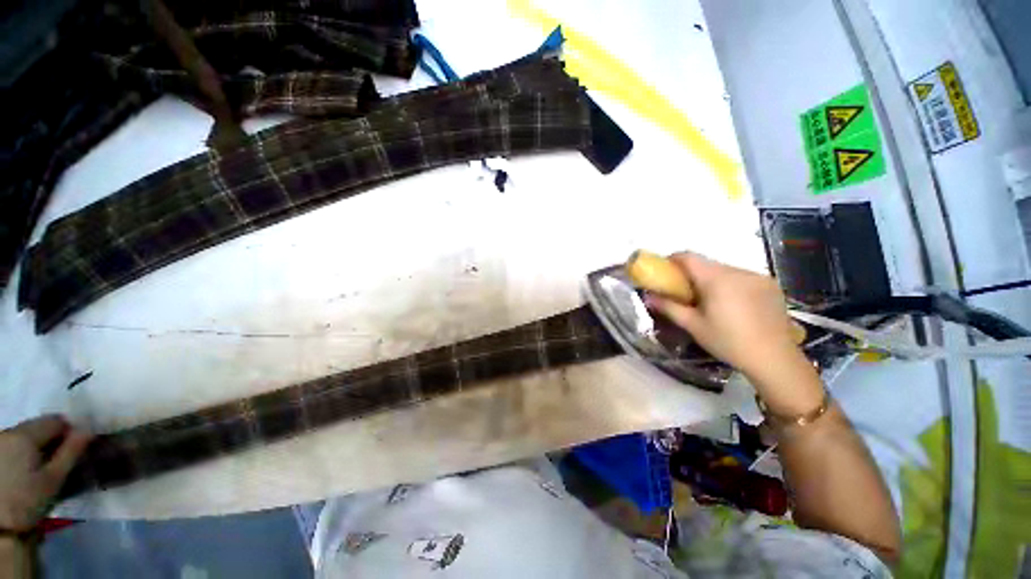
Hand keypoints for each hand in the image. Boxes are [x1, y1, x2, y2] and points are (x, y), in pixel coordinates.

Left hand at [0, 416, 91, 532]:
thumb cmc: (28, 500)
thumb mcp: (53, 479)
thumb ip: (72, 452)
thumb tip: (89, 430)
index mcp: (26, 434)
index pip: (56, 421)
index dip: (71, 431)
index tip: (79, 448)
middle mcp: (10, 431)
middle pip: (38, 426)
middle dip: (53, 439)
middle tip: (63, 459)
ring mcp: (0, 441)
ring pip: (26, 435)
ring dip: (39, 445)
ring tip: (45, 466)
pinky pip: (16, 443)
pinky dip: (26, 451)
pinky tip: (28, 469)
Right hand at [645, 252, 820, 411]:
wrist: (775, 359)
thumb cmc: (728, 341)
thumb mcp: (693, 325)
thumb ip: (668, 307)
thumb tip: (648, 296)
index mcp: (716, 278)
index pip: (688, 256)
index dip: (672, 260)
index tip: (664, 272)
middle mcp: (737, 271)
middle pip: (706, 264)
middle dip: (692, 273)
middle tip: (685, 293)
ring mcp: (757, 277)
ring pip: (725, 270)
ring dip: (712, 280)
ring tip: (710, 301)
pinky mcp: (770, 285)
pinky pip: (742, 277)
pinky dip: (731, 285)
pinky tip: (734, 305)